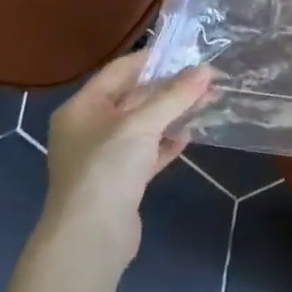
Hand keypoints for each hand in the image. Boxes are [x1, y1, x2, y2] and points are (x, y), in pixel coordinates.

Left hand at [41, 50, 212, 257]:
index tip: (188, 53)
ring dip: (174, 113)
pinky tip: (188, 136)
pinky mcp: (120, 181)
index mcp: (82, 108)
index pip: (120, 71)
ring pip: (144, 125)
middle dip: (171, 88)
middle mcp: (89, 128)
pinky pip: (147, 152)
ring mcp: (104, 156)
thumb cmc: (107, 169)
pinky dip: (167, 142)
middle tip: (208, 79)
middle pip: (134, 97)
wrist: (90, 239)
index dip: (153, 59)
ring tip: (208, 101)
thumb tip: (206, 70)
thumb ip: (175, 96)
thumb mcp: (142, 124)